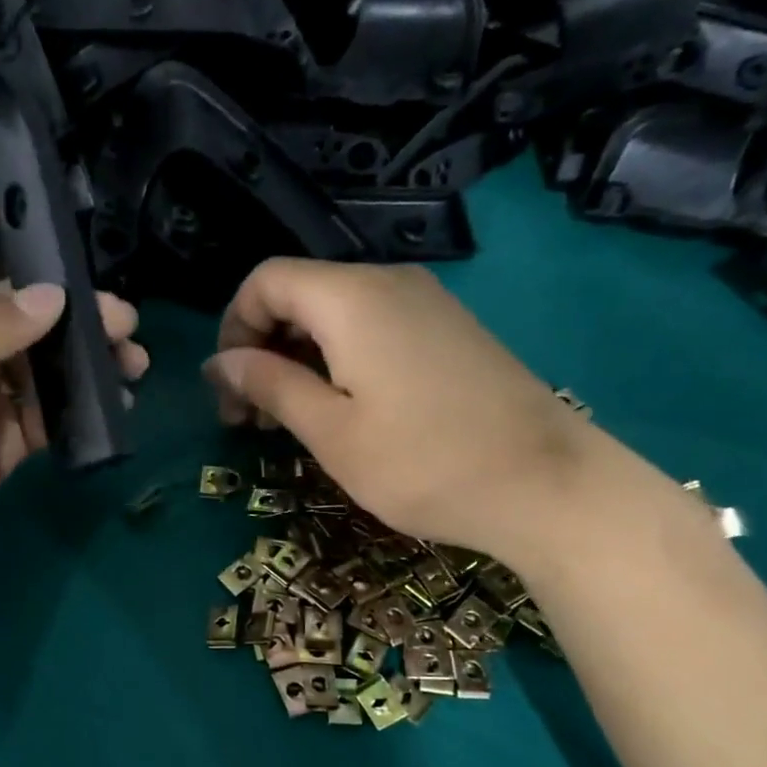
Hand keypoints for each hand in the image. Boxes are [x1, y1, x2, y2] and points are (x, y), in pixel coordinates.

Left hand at [0, 163, 147, 616]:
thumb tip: (57, 300)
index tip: (31, 181)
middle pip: (11, 295)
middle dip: (65, 295)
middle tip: (119, 313)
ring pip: (40, 356)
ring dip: (85, 352)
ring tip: (129, 357)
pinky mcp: (1, 442)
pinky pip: (49, 411)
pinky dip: (82, 403)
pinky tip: (114, 400)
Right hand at [203, 258, 636, 569]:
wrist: (547, 485)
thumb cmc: (423, 463)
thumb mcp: (331, 432)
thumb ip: (270, 386)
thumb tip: (219, 363)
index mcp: (352, 298)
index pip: (265, 280)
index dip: (233, 328)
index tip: (229, 390)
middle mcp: (388, 282)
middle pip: (298, 294)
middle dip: (261, 348)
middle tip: (249, 419)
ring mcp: (425, 303)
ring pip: (333, 313)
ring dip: (296, 359)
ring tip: (288, 421)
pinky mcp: (447, 330)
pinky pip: (371, 327)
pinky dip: (336, 359)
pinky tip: (339, 410)